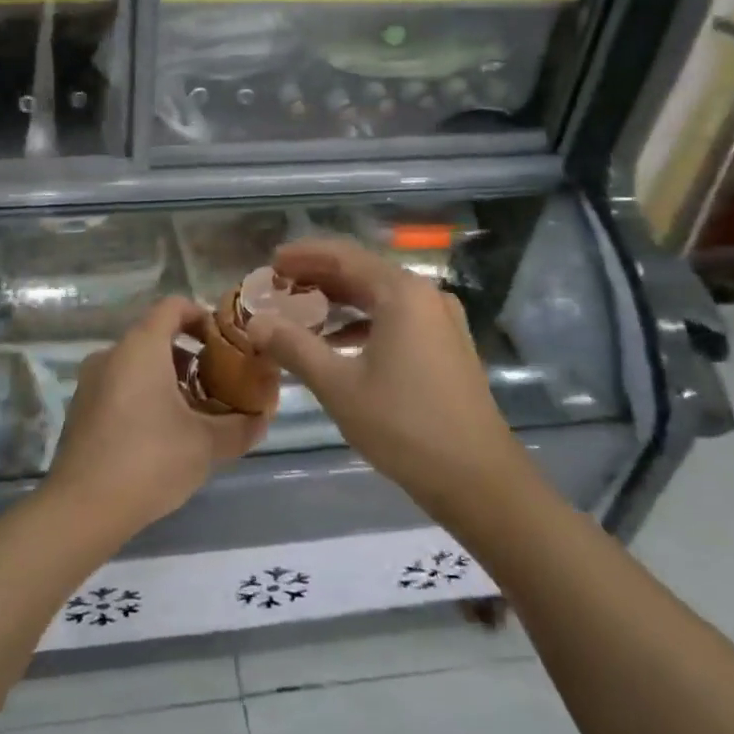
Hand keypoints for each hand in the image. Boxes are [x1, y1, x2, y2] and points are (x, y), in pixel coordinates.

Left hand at [46, 297, 269, 537]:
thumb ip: (241, 426)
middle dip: (192, 358)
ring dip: (170, 380)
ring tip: (196, 415)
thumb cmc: (150, 461)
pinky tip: (163, 435)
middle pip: (157, 338)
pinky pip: (121, 386)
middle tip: (219, 386)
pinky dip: (146, 396)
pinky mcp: (81, 409)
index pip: (174, 307)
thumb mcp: (206, 445)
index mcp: (140, 347)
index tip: (226, 344)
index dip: (203, 317)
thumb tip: (262, 418)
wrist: (82, 508)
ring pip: (138, 365)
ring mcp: (91, 382)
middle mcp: (111, 354)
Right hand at [242, 239, 531, 508]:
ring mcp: (441, 321)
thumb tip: (255, 322)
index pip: (344, 256)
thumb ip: (294, 346)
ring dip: (340, 301)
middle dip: (319, 277)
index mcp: (402, 293)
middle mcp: (425, 296)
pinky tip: (337, 342)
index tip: (271, 261)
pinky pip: (397, 319)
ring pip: (380, 297)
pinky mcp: (446, 346)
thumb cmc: (403, 425)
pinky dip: (363, 323)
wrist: (477, 478)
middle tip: (279, 285)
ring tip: (300, 311)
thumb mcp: (338, 385)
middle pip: (363, 272)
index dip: (304, 255)